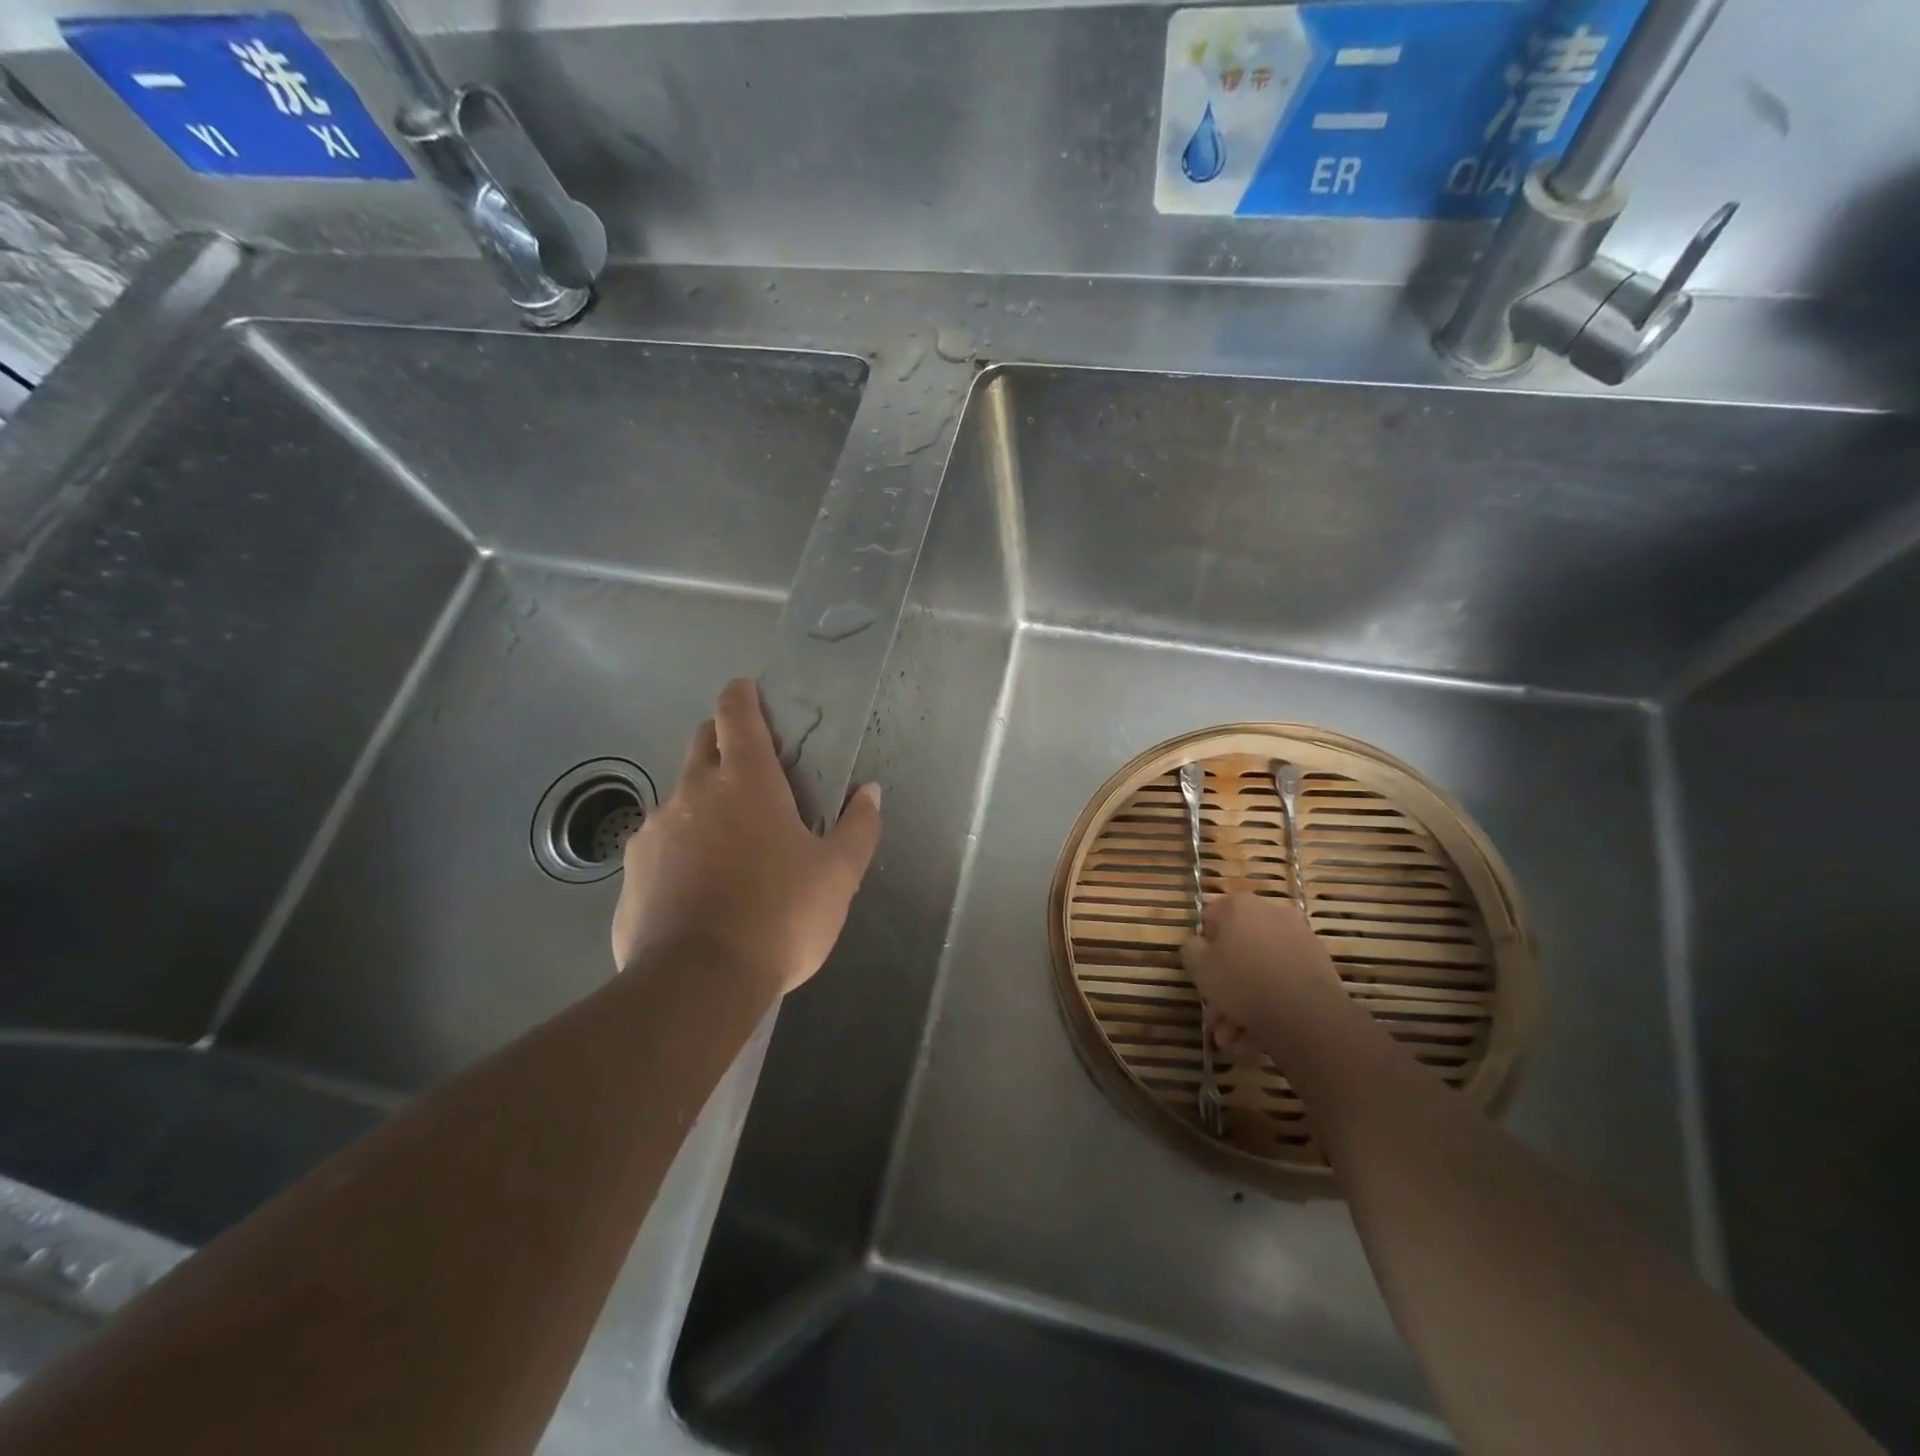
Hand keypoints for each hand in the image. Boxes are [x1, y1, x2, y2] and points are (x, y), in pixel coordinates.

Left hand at [611, 678, 882, 993]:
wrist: (696, 984)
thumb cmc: (779, 916)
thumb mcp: (837, 876)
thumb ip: (858, 827)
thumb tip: (870, 792)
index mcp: (746, 782)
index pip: (736, 714)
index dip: (742, 695)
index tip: (748, 690)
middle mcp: (693, 792)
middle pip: (702, 742)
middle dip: (723, 739)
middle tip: (753, 769)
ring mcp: (655, 830)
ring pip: (680, 795)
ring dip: (704, 801)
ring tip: (730, 843)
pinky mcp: (632, 870)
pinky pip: (660, 842)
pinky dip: (681, 847)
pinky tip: (698, 886)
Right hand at [1181, 894, 1341, 1058]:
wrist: (1305, 1014)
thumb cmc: (1241, 982)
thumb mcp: (1197, 966)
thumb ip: (1190, 949)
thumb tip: (1199, 946)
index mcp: (1239, 905)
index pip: (1210, 920)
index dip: (1204, 951)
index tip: (1204, 976)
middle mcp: (1271, 913)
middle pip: (1238, 951)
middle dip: (1225, 989)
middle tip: (1217, 1019)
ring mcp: (1299, 939)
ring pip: (1261, 972)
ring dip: (1244, 1006)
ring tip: (1235, 1041)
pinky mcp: (1319, 966)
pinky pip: (1284, 983)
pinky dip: (1270, 1006)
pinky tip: (1257, 1039)